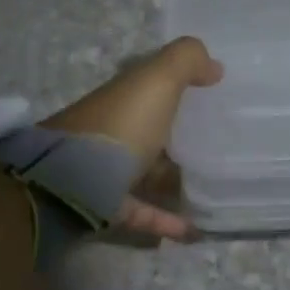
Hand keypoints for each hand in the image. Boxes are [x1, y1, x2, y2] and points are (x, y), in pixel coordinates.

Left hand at [40, 36, 223, 239]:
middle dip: (179, 131)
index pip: (150, 84)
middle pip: (150, 127)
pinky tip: (197, 229)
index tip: (212, 90)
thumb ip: (186, 61)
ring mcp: (108, 170)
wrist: (68, 183)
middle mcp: (115, 129)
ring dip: (174, 178)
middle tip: (220, 140)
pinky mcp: (108, 207)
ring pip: (146, 171)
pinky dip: (168, 220)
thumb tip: (214, 66)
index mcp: (124, 97)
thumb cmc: (120, 125)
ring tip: (213, 186)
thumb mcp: (157, 80)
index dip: (178, 82)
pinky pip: (144, 212)